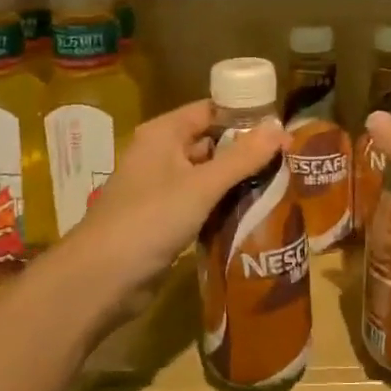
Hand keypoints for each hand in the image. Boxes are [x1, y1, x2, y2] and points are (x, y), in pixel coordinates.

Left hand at [55, 99, 288, 313]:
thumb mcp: (202, 186)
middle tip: (289, 159)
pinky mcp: (164, 219)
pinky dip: (224, 205)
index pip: (210, 111)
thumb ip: (242, 157)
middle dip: (246, 150)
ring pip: (208, 175)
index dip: (245, 116)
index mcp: (163, 134)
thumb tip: (281, 127)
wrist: (101, 279)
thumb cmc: (150, 219)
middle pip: (211, 142)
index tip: (282, 127)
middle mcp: (161, 154)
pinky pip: (201, 203)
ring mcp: (161, 188)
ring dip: (238, 180)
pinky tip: (255, 212)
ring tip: (281, 183)